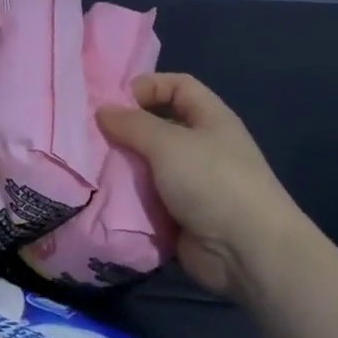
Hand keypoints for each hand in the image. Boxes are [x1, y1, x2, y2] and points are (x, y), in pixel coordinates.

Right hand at [96, 72, 307, 301]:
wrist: (246, 252)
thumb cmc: (212, 182)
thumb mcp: (168, 142)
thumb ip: (132, 124)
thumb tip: (103, 110)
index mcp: (210, 119)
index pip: (178, 86)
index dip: (147, 86)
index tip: (114, 102)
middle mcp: (202, 147)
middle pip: (158, 127)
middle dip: (126, 131)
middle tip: (91, 138)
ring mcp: (191, 184)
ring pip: (148, 165)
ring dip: (123, 167)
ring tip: (91, 169)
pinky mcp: (180, 216)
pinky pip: (147, 199)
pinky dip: (128, 199)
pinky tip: (103, 198)